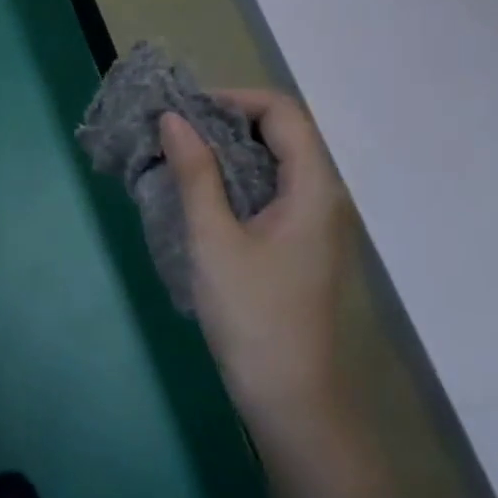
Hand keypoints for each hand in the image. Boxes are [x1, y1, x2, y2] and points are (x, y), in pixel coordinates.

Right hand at [160, 89, 354, 436]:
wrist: (291, 398)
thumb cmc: (252, 315)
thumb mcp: (214, 239)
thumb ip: (195, 173)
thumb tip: (173, 120)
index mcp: (315, 188)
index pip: (283, 112)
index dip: (233, 99)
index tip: (184, 112)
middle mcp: (324, 197)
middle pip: (283, 134)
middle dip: (227, 122)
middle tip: (174, 133)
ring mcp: (315, 224)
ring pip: (275, 164)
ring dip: (229, 152)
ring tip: (180, 158)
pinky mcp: (301, 246)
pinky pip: (272, 193)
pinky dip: (237, 181)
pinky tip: (201, 196)